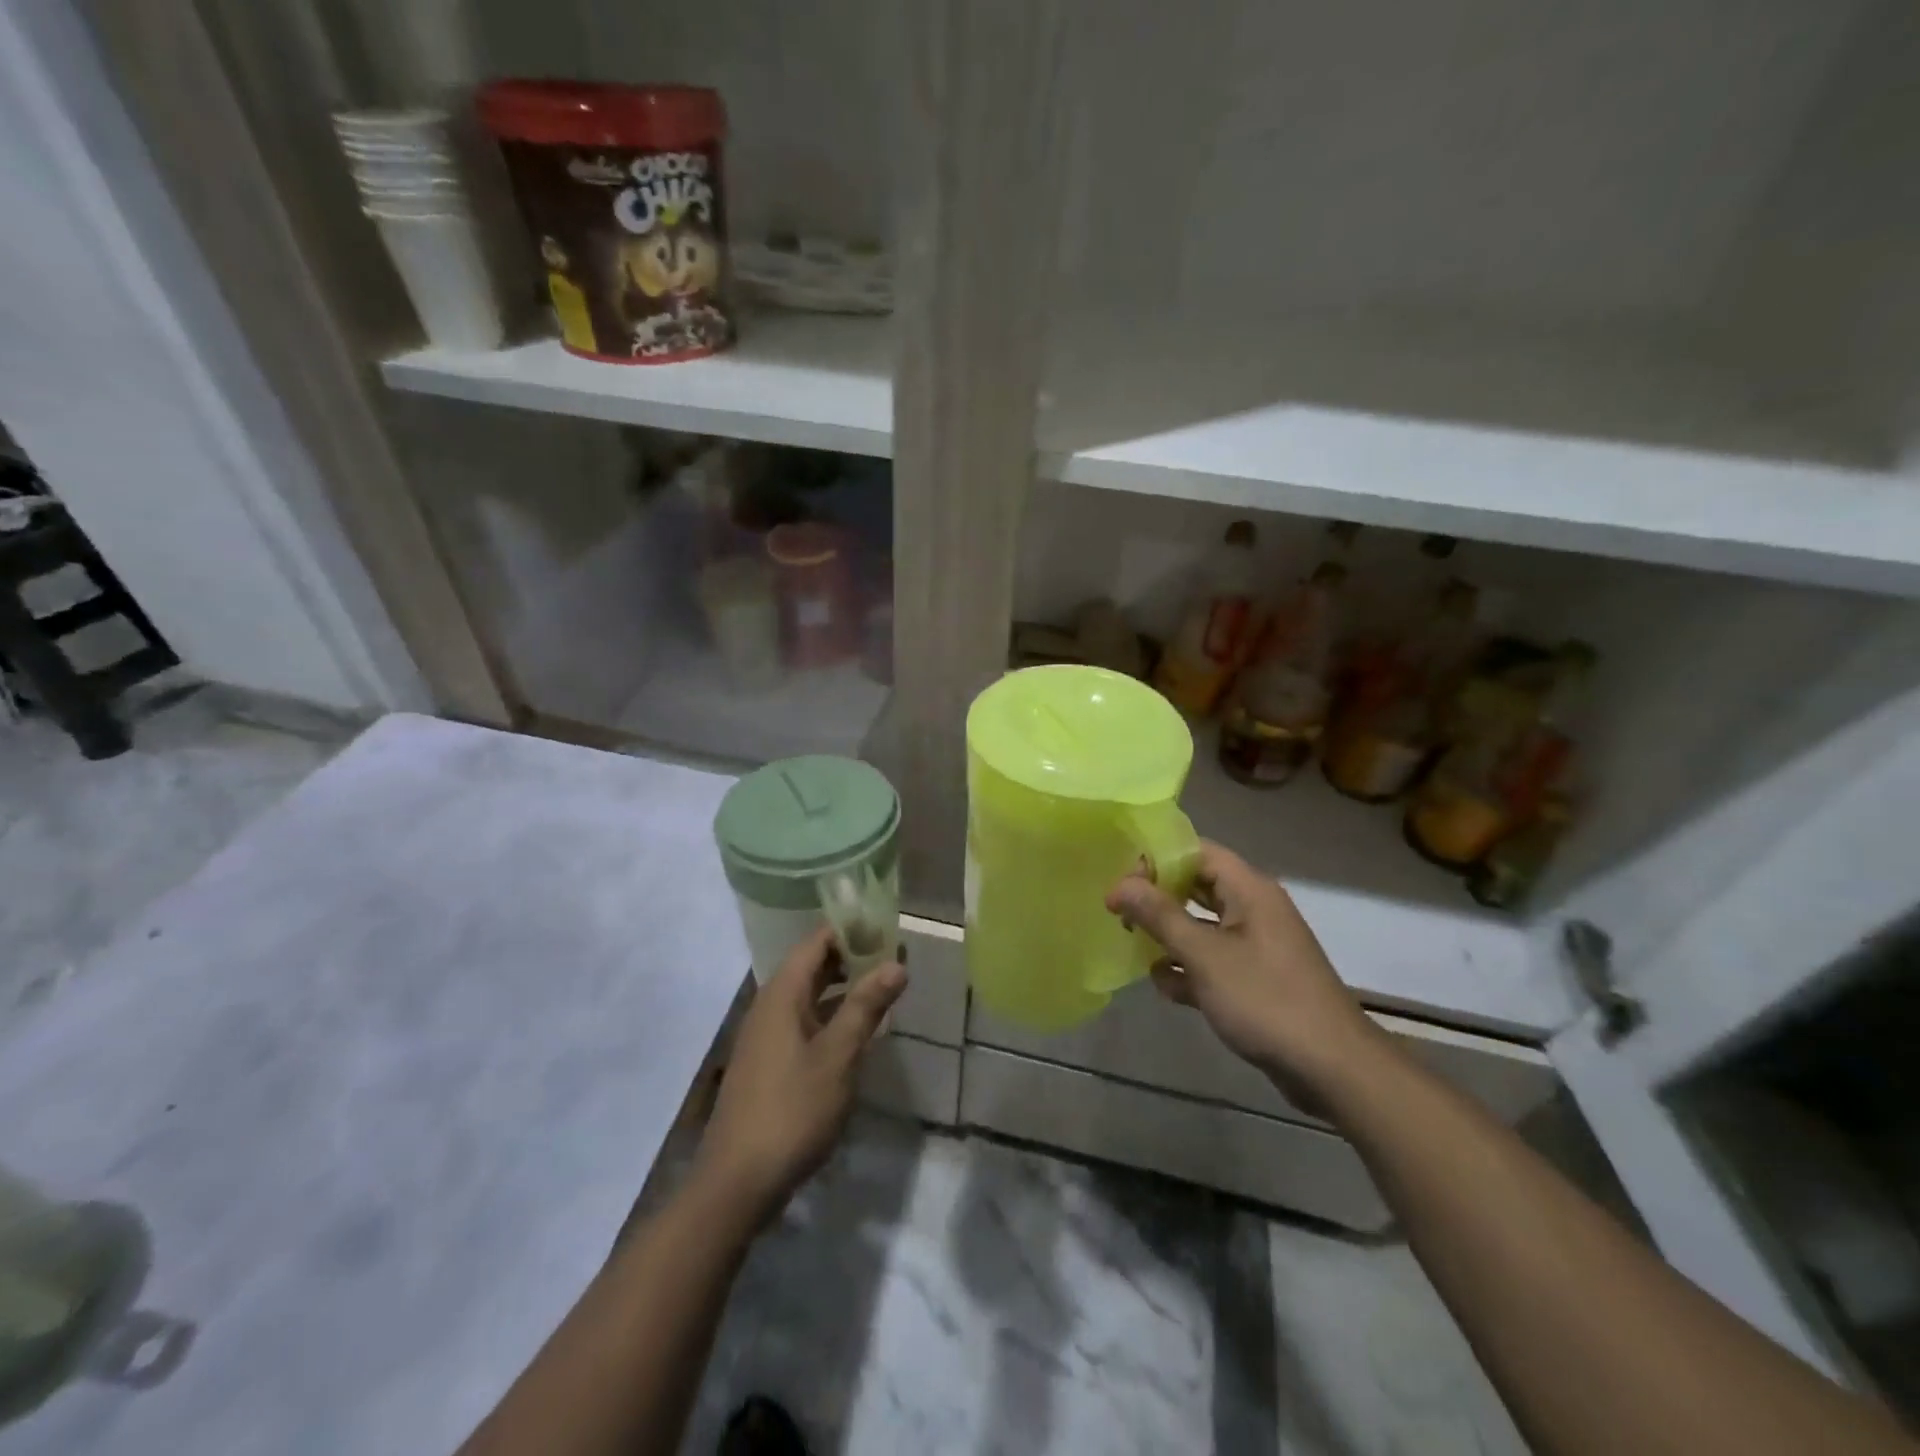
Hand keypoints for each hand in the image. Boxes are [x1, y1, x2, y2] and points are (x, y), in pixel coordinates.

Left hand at [693, 927, 905, 1226]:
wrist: (736, 1183)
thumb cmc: (791, 1110)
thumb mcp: (837, 1056)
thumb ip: (865, 1006)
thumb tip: (896, 963)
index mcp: (781, 994)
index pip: (817, 941)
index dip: (851, 929)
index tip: (888, 927)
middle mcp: (770, 1006)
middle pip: (812, 966)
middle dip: (852, 956)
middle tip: (895, 955)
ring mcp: (766, 1037)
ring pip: (809, 996)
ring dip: (844, 987)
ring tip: (884, 987)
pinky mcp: (768, 1064)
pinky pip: (805, 1022)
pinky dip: (832, 1015)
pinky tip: (857, 1031)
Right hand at [1106, 841, 1381, 1107]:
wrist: (1332, 1068)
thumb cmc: (1265, 999)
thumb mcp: (1204, 954)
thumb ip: (1160, 915)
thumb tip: (1120, 884)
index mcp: (1249, 890)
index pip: (1197, 851)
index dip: (1156, 859)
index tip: (1121, 880)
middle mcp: (1254, 909)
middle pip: (1196, 887)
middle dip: (1158, 898)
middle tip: (1119, 912)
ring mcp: (1256, 946)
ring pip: (1201, 926)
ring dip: (1169, 936)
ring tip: (1133, 947)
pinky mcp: (1255, 980)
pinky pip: (1213, 961)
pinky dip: (1189, 969)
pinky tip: (1166, 987)